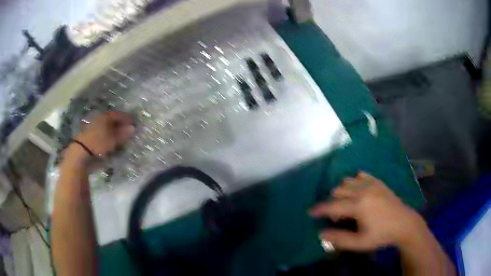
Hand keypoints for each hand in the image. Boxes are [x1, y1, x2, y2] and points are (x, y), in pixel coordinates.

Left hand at [75, 111, 134, 157]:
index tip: (133, 122)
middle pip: (111, 120)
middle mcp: (99, 119)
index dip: (126, 118)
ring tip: (119, 137)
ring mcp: (93, 127)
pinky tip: (110, 141)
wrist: (81, 152)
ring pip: (106, 126)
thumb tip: (133, 128)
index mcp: (105, 117)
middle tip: (127, 129)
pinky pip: (101, 133)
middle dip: (119, 124)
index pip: (117, 114)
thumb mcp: (113, 140)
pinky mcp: (89, 135)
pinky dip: (107, 135)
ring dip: (113, 130)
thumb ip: (122, 134)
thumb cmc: (98, 143)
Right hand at [309, 172, 426, 250]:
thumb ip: (339, 239)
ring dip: (342, 191)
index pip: (333, 205)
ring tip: (346, 204)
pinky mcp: (378, 181)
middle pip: (338, 190)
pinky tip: (358, 192)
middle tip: (336, 216)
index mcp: (359, 205)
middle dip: (332, 202)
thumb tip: (321, 233)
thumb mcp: (360, 243)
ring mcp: (372, 183)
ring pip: (348, 181)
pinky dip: (355, 182)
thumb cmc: (381, 235)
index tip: (310, 212)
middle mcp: (363, 190)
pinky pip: (361, 175)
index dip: (320, 209)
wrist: (404, 224)